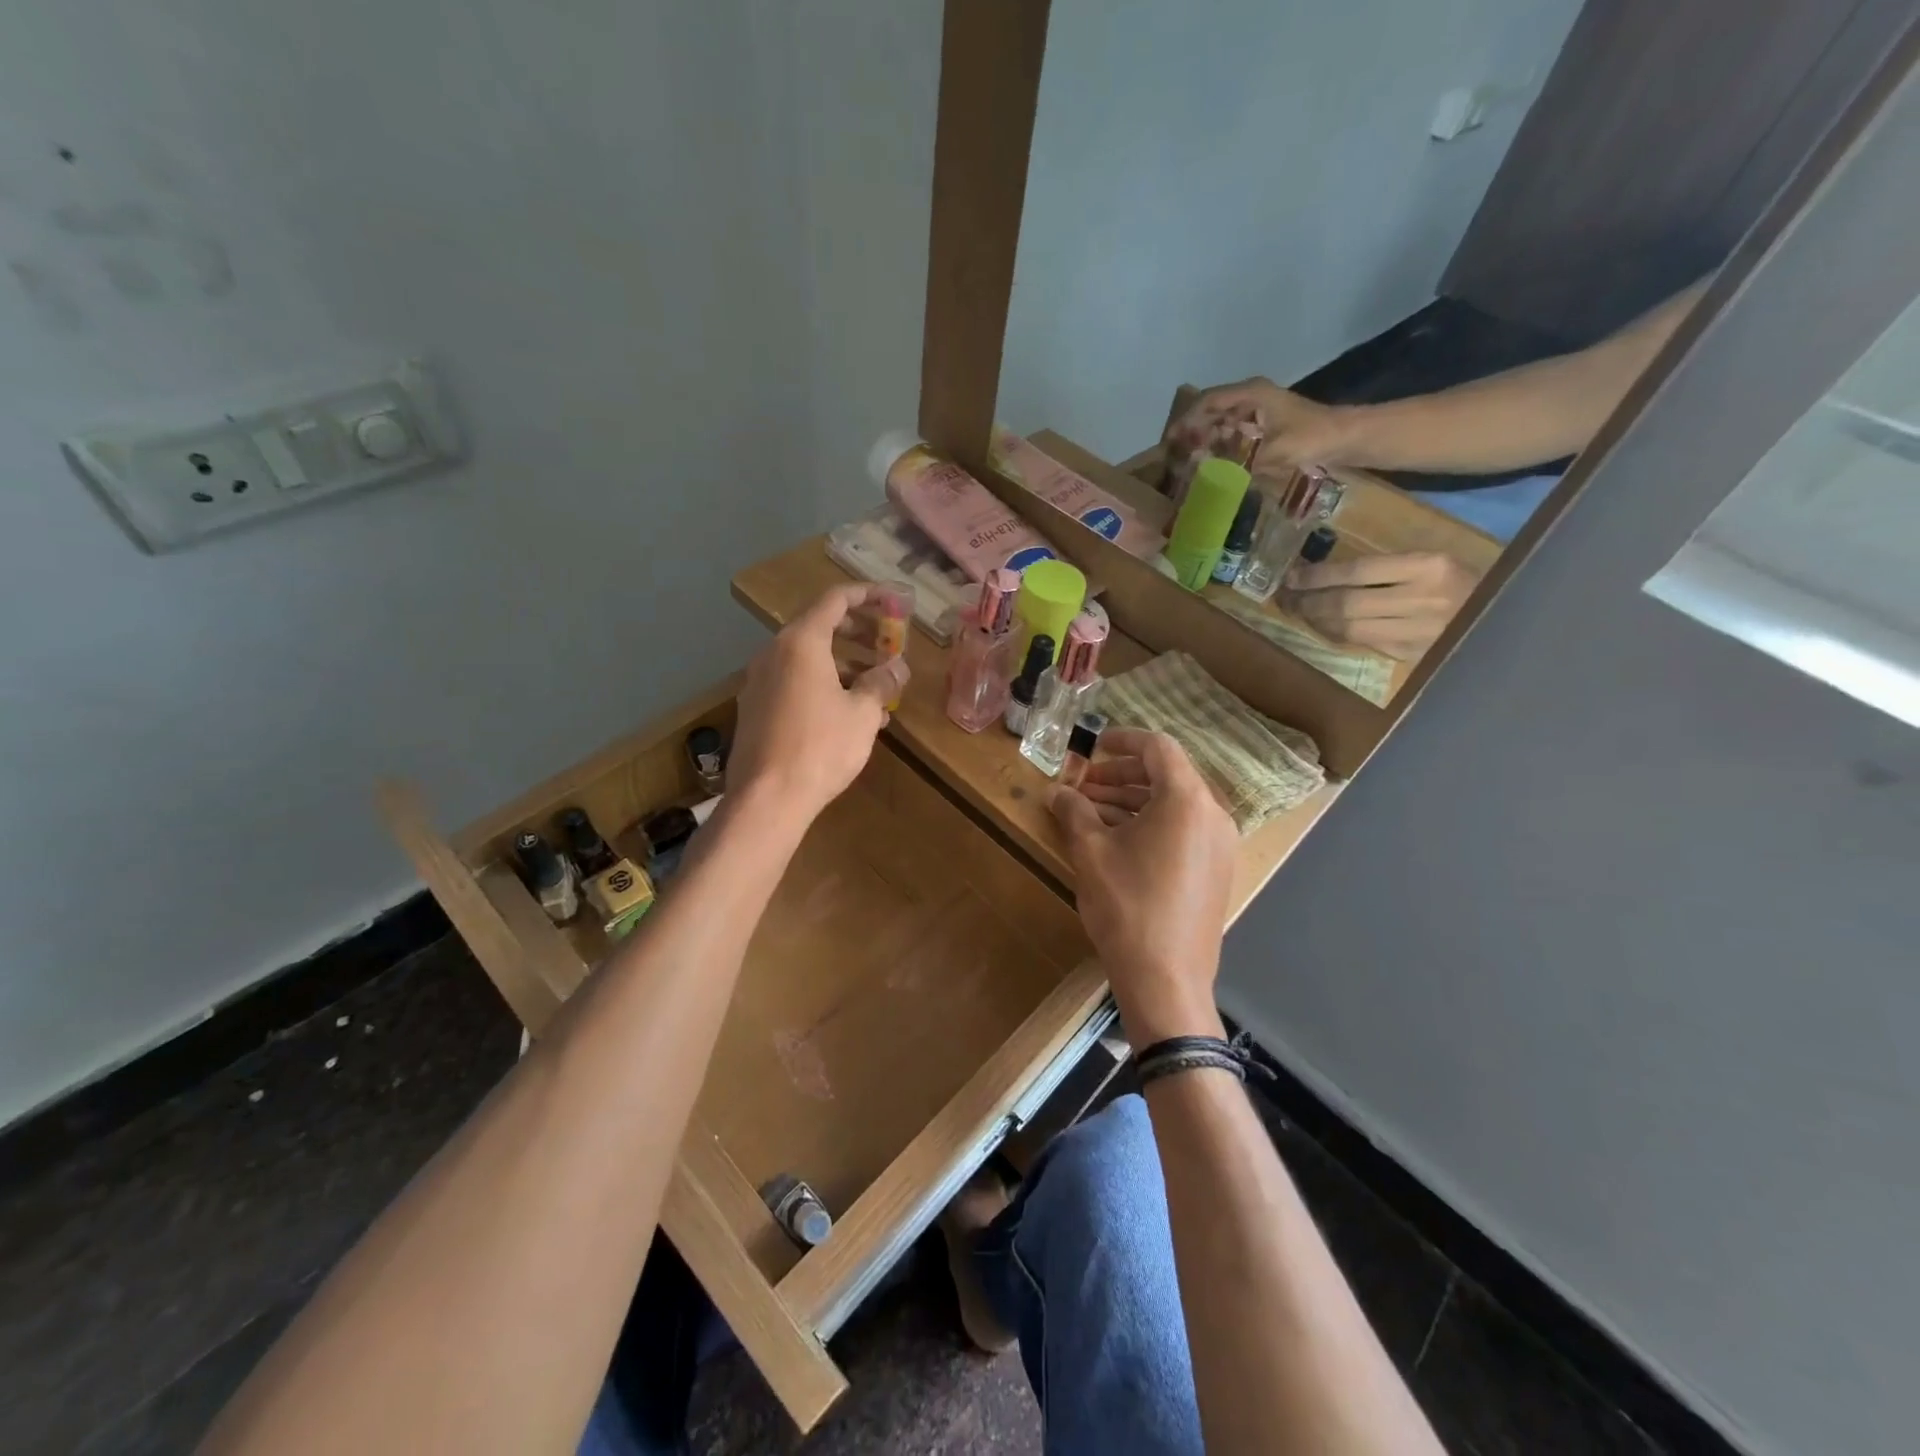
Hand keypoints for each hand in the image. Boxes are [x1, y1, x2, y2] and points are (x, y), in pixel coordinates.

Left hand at [727, 583, 909, 822]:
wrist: (767, 798)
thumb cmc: (821, 747)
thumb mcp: (863, 714)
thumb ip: (882, 682)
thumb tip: (898, 666)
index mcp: (801, 642)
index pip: (836, 600)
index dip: (868, 595)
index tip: (894, 601)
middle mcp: (774, 653)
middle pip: (819, 627)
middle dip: (858, 633)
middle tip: (887, 645)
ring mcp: (759, 681)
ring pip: (807, 659)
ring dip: (843, 664)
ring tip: (876, 687)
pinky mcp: (755, 708)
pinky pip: (793, 682)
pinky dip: (822, 685)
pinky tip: (847, 714)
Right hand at [1049, 729, 1236, 1041]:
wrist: (1166, 979)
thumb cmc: (1127, 907)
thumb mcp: (1091, 853)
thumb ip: (1073, 812)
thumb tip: (1056, 792)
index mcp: (1186, 800)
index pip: (1158, 748)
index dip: (1123, 739)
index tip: (1092, 745)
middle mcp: (1212, 815)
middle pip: (1166, 775)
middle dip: (1120, 775)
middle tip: (1082, 784)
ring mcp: (1219, 845)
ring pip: (1173, 805)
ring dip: (1131, 801)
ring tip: (1089, 811)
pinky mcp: (1215, 871)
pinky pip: (1182, 830)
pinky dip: (1149, 823)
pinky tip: (1115, 839)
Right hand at [1164, 377, 1354, 473]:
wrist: (1345, 438)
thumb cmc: (1311, 438)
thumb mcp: (1274, 451)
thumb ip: (1236, 459)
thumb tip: (1200, 467)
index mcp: (1251, 393)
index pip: (1207, 400)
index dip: (1185, 419)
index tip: (1170, 441)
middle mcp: (1251, 396)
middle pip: (1210, 409)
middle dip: (1190, 431)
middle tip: (1174, 455)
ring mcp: (1257, 408)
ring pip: (1220, 420)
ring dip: (1203, 439)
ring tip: (1188, 461)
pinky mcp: (1263, 423)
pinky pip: (1232, 430)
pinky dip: (1218, 444)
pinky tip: (1211, 462)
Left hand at [1277, 551, 1479, 659]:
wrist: (1513, 618)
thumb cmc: (1468, 581)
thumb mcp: (1434, 561)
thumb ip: (1389, 567)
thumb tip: (1325, 574)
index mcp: (1430, 567)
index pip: (1356, 572)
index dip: (1316, 577)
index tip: (1289, 576)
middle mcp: (1423, 600)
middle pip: (1346, 604)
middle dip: (1306, 602)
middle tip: (1282, 598)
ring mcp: (1418, 632)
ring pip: (1349, 629)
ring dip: (1315, 621)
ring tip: (1295, 611)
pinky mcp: (1414, 656)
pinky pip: (1363, 644)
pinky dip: (1336, 635)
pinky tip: (1321, 627)